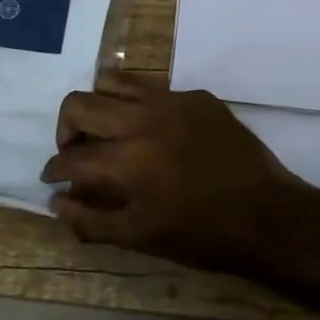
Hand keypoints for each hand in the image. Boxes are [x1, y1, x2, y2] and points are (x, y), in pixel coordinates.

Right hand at [41, 73, 309, 273]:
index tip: (54, 177)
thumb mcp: (141, 238)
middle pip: (80, 103)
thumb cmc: (202, 235)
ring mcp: (172, 101)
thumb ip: (91, 220)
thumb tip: (57, 201)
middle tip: (76, 151)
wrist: (266, 213)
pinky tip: (151, 129)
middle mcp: (143, 120)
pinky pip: (153, 87)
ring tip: (107, 130)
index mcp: (126, 161)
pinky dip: (138, 105)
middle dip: (66, 129)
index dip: (54, 170)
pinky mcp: (196, 96)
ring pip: (114, 81)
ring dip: (99, 105)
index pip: (70, 157)